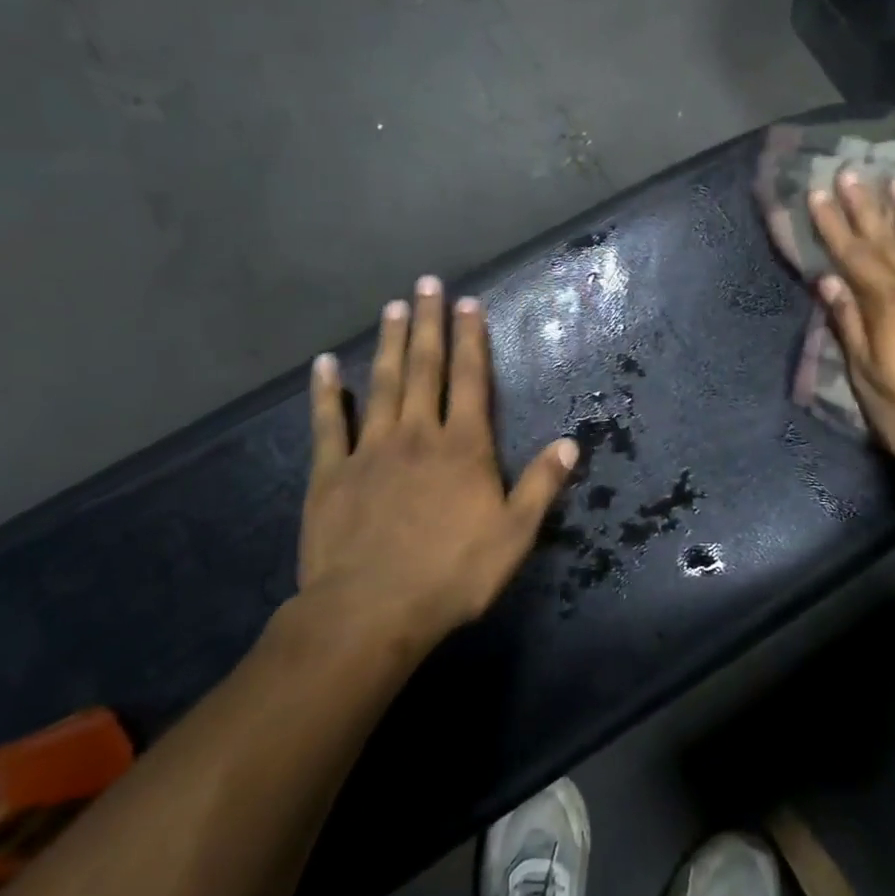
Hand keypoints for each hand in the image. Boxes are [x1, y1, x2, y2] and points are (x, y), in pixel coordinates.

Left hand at [298, 276, 577, 649]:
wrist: (370, 611)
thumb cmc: (451, 575)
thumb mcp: (513, 536)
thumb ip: (541, 486)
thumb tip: (570, 444)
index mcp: (463, 448)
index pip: (470, 381)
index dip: (471, 340)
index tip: (469, 304)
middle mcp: (417, 435)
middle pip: (425, 369)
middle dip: (429, 324)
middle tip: (426, 284)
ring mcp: (369, 450)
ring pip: (382, 385)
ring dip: (389, 344)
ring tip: (392, 308)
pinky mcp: (331, 473)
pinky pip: (327, 424)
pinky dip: (326, 393)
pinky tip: (323, 365)